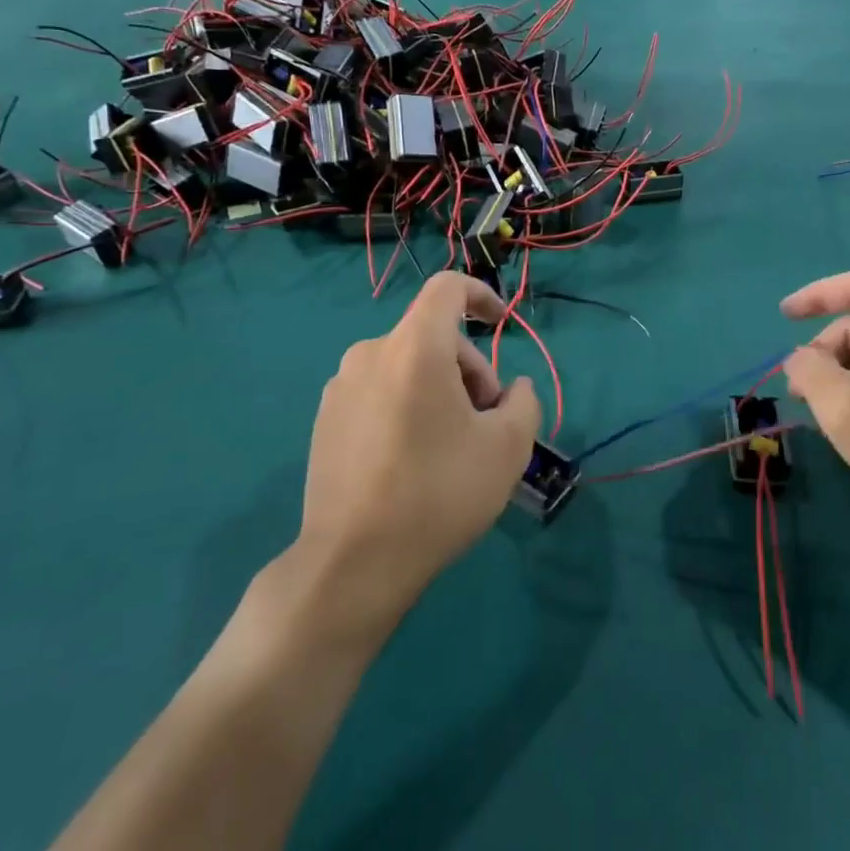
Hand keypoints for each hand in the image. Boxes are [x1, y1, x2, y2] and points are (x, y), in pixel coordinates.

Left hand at [294, 272, 541, 636]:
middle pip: (433, 337)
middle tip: (487, 424)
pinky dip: (407, 406)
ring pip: (407, 366)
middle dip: (470, 370)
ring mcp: (341, 387)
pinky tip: (413, 459)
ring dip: (440, 390)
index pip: (447, 288)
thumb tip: (512, 389)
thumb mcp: (508, 448)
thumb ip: (524, 402)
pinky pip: (379, 391)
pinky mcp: (326, 419)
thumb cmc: (439, 493)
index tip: (501, 324)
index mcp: (414, 348)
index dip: (481, 294)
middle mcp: (370, 354)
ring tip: (452, 447)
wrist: (353, 562)